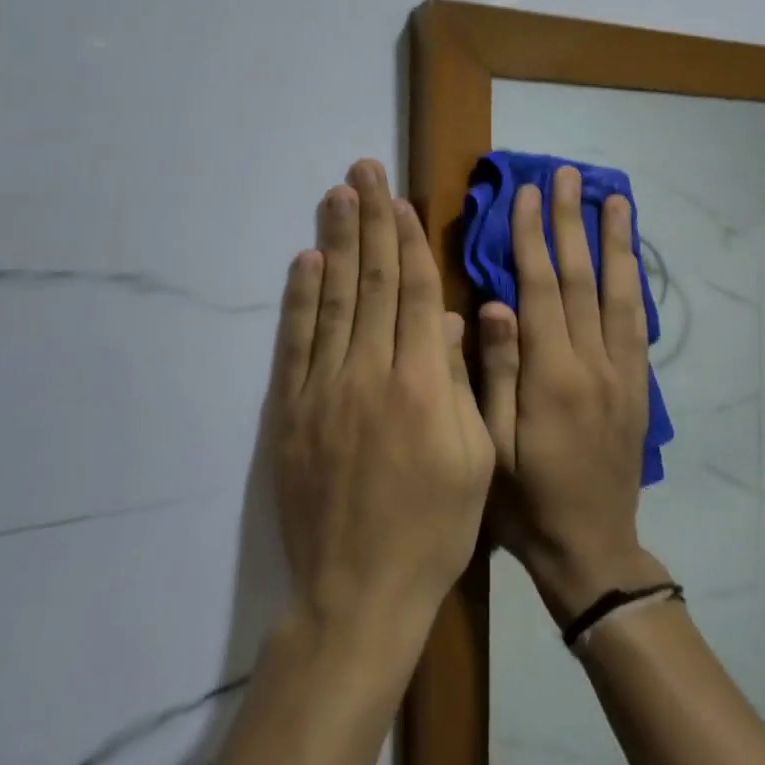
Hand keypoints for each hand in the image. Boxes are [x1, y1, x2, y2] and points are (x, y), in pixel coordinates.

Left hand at [265, 159, 494, 663]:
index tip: (402, 199)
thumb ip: (459, 381)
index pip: (412, 292)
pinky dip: (299, 298)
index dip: (408, 241)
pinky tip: (304, 261)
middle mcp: (369, 373)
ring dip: (334, 242)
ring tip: (335, 195)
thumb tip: (445, 318)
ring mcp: (324, 390)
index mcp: (421, 383)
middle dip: (370, 220)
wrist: (359, 593)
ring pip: (332, 300)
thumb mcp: (474, 458)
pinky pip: (296, 343)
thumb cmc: (434, 528)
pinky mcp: (291, 412)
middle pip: (370, 281)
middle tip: (363, 170)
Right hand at [478, 166, 666, 621]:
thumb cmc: (527, 503)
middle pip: (584, 278)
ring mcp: (623, 373)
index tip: (526, 194)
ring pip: (621, 292)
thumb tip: (494, 304)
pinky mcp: (639, 386)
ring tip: (614, 198)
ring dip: (616, 241)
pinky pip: (638, 321)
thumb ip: (496, 372)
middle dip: (572, 222)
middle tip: (566, 175)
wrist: (592, 550)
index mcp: (552, 376)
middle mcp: (594, 364)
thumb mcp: (492, 447)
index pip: (542, 289)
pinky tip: (631, 257)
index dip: (532, 238)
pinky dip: (634, 281)